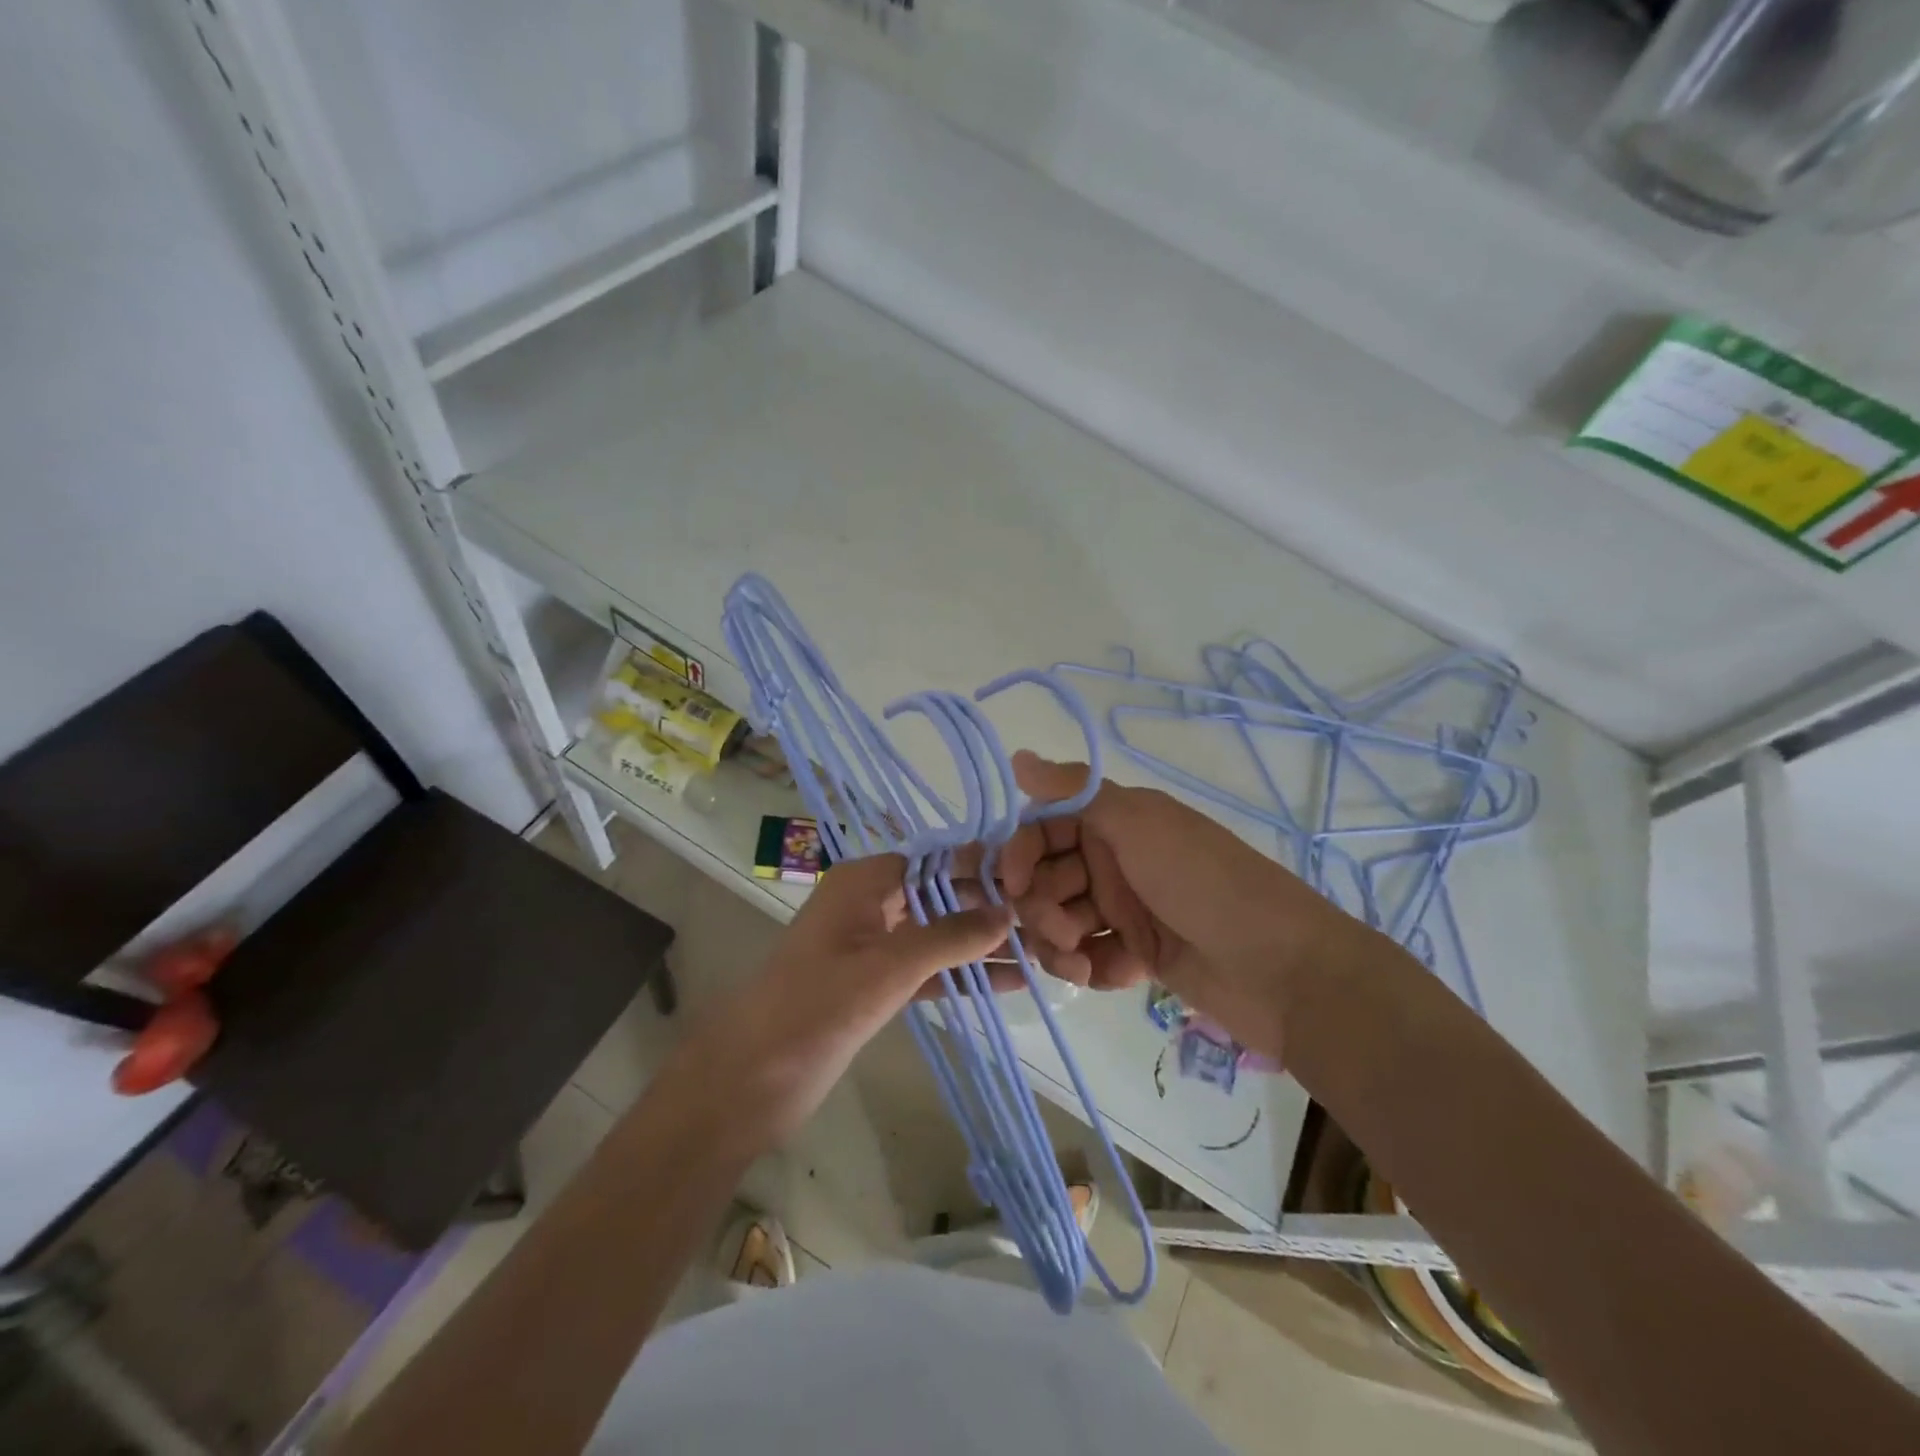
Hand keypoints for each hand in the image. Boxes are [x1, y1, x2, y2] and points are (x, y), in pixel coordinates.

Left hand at [691, 855, 1013, 1144]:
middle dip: (989, 908)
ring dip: (982, 945)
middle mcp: (870, 903)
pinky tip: (1009, 983)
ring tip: (1041, 952)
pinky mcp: (875, 985)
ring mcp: (873, 946)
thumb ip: (950, 936)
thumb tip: (1008, 912)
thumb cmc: (817, 1005)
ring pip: (938, 935)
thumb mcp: (889, 966)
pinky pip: (928, 971)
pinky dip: (962, 976)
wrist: (751, 1078)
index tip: (1035, 879)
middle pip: (941, 895)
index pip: (935, 859)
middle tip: (1047, 920)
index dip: (982, 867)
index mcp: (864, 881)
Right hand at [996, 753, 1367, 1060]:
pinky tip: (1104, 974)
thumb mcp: (1140, 824)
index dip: (1019, 852)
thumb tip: (1017, 756)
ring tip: (1079, 960)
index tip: (1009, 881)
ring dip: (1057, 941)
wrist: (1281, 968)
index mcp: (1115, 822)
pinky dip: (1087, 966)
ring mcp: (1126, 909)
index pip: (1043, 827)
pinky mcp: (1137, 954)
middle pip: (1046, 878)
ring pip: (1061, 920)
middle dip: (1038, 904)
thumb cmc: (1205, 882)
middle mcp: (1115, 860)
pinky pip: (1089, 955)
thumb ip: (1075, 791)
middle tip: (1060, 928)